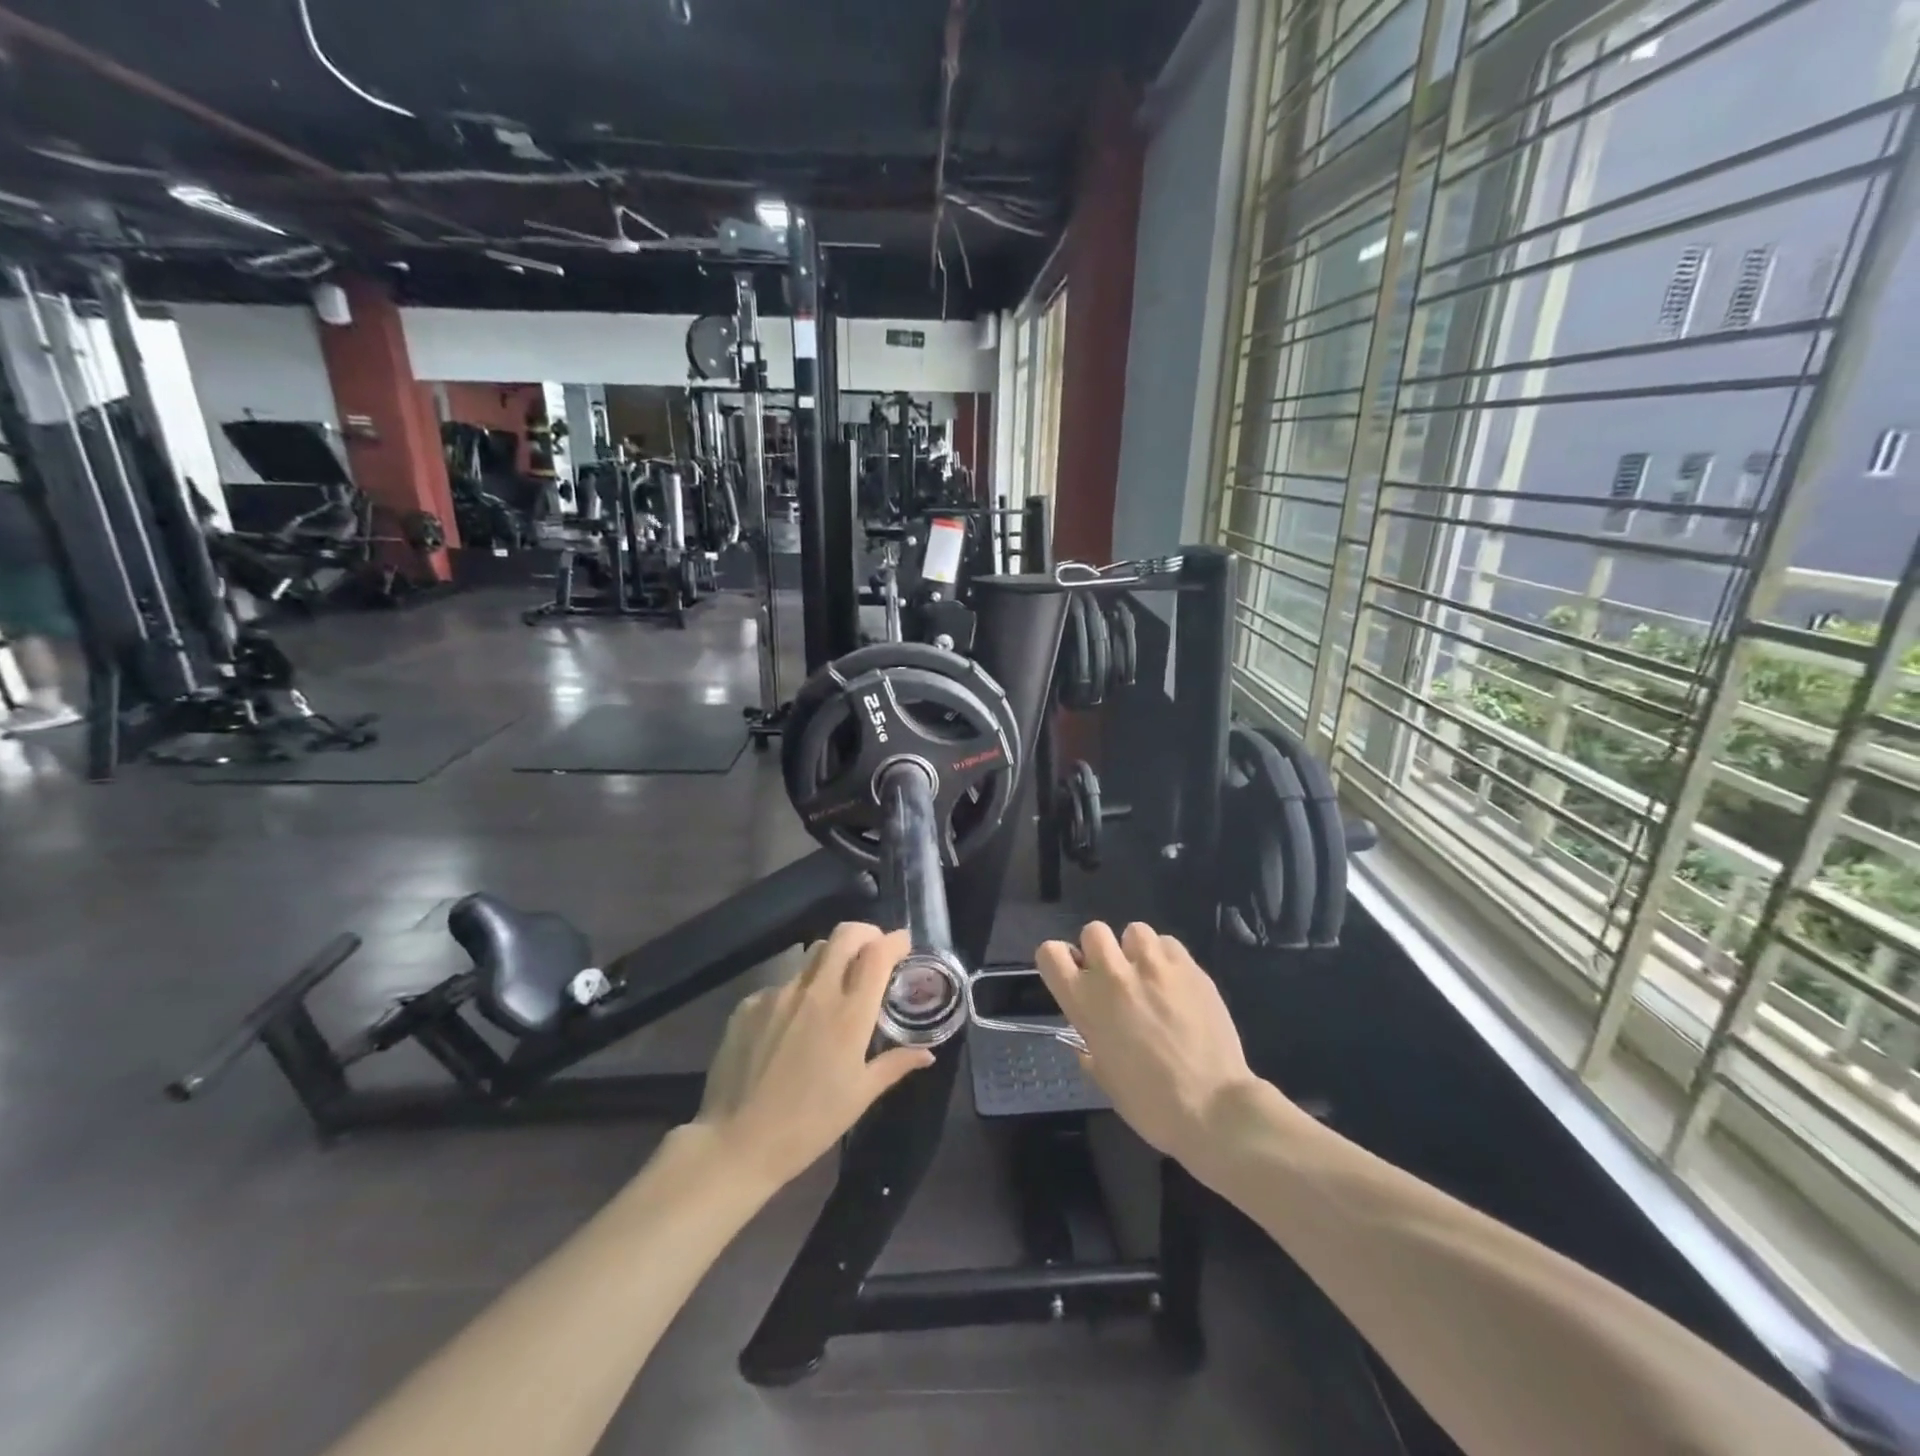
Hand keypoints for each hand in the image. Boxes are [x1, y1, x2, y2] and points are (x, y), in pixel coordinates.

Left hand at [694, 923, 932, 1189]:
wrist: (735, 1143)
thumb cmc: (808, 1125)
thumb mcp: (859, 1097)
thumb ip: (894, 1065)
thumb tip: (926, 1053)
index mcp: (849, 1015)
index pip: (877, 954)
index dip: (894, 941)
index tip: (902, 944)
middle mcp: (815, 992)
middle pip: (844, 935)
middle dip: (865, 934)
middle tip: (873, 950)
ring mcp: (778, 994)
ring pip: (812, 957)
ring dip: (831, 962)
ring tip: (832, 991)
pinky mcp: (748, 1004)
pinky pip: (781, 986)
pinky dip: (795, 995)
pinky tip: (790, 1027)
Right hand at [1036, 922, 1258, 1165]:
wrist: (1213, 1107)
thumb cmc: (1151, 1104)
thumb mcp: (1105, 1078)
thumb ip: (1090, 1046)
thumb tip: (1088, 1038)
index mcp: (1085, 1002)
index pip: (1050, 953)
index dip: (1060, 960)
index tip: (1074, 976)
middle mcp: (1113, 975)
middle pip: (1093, 930)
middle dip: (1100, 949)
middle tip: (1115, 977)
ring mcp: (1153, 966)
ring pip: (1134, 930)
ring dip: (1136, 950)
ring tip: (1150, 976)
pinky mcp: (1189, 967)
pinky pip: (1168, 943)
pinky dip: (1166, 958)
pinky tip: (1176, 983)